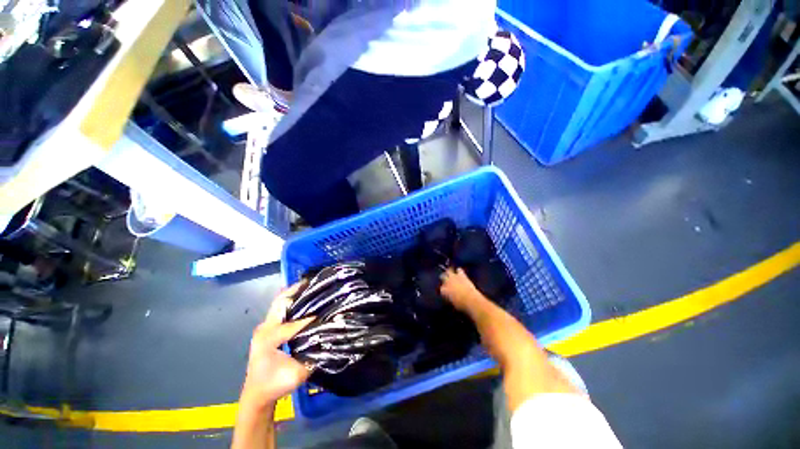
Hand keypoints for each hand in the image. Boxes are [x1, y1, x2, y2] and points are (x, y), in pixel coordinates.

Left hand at [241, 281, 313, 408]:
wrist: (256, 395)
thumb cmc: (275, 385)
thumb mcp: (297, 375)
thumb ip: (313, 356)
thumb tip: (329, 338)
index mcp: (269, 340)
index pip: (291, 325)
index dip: (309, 319)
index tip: (324, 313)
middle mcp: (264, 329)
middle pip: (280, 302)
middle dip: (296, 290)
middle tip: (313, 282)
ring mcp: (264, 327)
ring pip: (279, 303)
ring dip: (294, 294)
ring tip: (310, 286)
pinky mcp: (267, 329)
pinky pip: (280, 309)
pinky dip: (291, 301)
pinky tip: (303, 298)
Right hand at [439, 268, 483, 312]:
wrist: (470, 300)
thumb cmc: (461, 306)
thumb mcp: (452, 303)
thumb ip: (449, 298)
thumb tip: (450, 296)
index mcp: (443, 291)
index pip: (441, 288)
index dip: (444, 289)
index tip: (446, 290)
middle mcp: (446, 282)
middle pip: (442, 276)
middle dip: (444, 277)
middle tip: (446, 279)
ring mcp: (453, 277)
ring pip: (448, 270)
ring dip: (450, 272)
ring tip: (452, 273)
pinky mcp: (461, 275)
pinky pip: (459, 270)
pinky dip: (459, 271)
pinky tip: (460, 272)